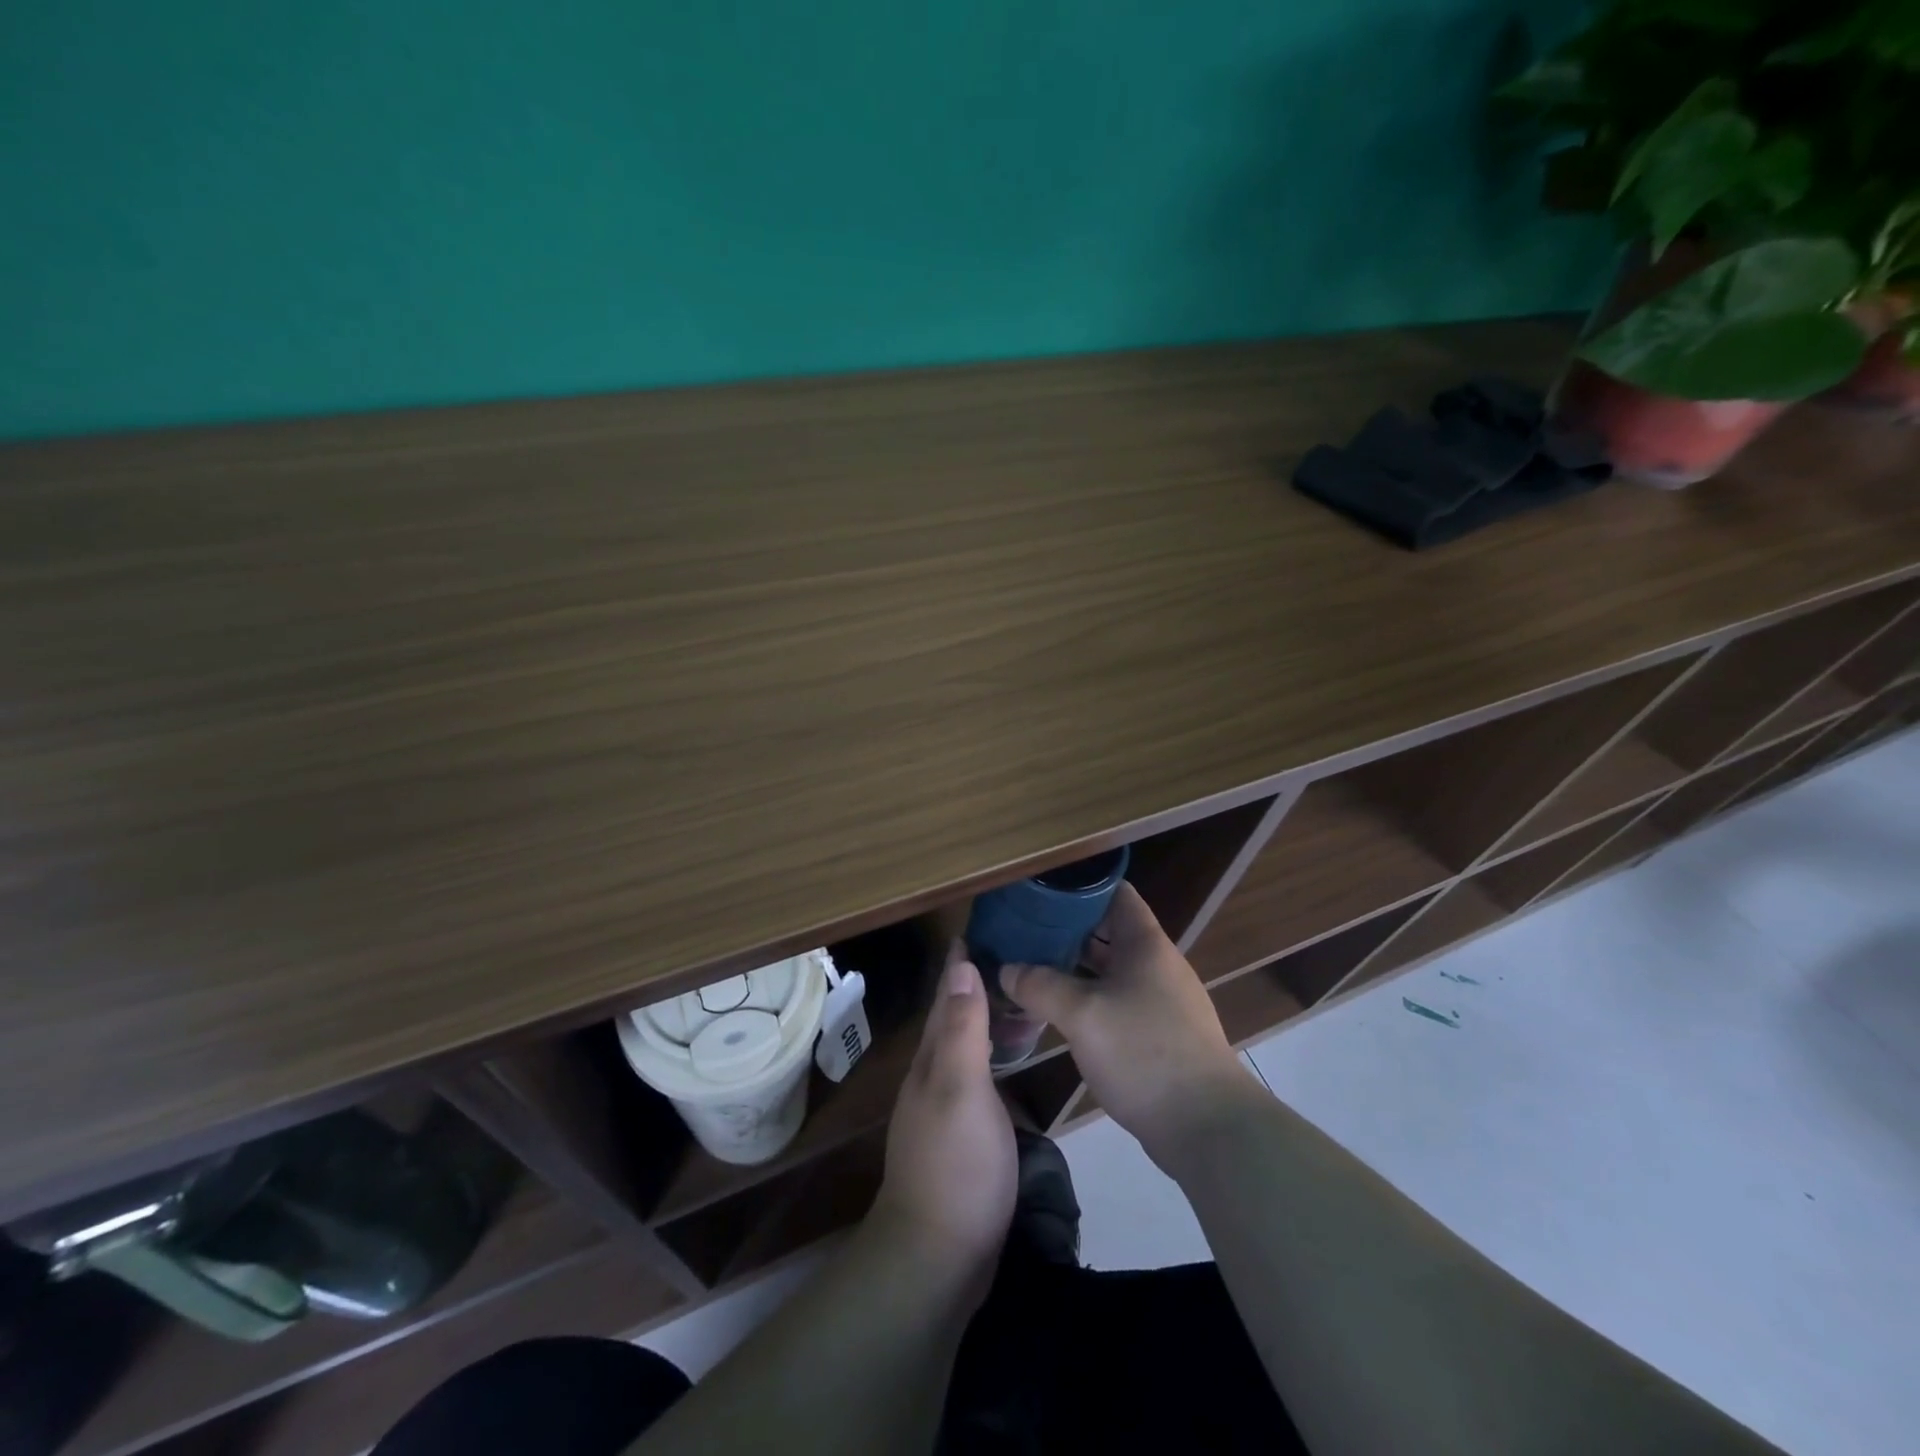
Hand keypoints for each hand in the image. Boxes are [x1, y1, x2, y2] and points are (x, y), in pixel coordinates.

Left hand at [868, 942, 1017, 1296]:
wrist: (938, 1258)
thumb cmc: (956, 1165)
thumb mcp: (962, 1089)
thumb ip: (962, 1029)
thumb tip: (961, 964)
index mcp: (933, 1059)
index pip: (946, 996)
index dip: (961, 964)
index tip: (978, 929)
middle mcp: (933, 1076)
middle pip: (953, 1018)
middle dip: (974, 984)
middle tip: (1013, 957)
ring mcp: (945, 1109)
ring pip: (965, 1047)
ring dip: (985, 1019)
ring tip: (1017, 1000)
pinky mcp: (961, 1136)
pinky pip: (977, 1076)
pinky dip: (993, 1055)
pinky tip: (1010, 1061)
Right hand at [1002, 884, 1262, 1164]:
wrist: (1208, 1128)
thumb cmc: (1144, 1053)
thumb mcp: (1082, 1015)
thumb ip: (1040, 986)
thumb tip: (1005, 969)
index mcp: (1145, 944)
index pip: (1115, 893)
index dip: (1080, 886)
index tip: (1041, 889)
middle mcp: (1156, 965)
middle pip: (1109, 931)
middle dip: (1067, 929)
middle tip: (1023, 930)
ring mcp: (1161, 1001)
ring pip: (1111, 970)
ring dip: (1075, 967)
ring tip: (1030, 966)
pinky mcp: (1160, 1035)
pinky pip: (1117, 1002)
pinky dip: (1088, 999)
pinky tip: (1058, 1012)